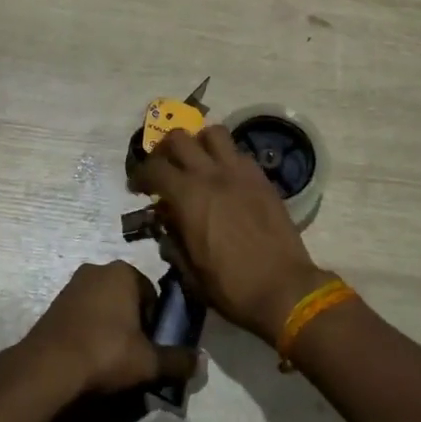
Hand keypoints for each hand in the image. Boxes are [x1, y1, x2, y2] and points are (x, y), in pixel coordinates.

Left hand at [18, 261, 199, 396]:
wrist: (48, 367)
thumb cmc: (106, 352)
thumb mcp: (149, 361)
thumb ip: (177, 360)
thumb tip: (201, 363)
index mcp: (124, 272)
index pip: (152, 295)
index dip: (155, 323)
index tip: (149, 347)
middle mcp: (97, 269)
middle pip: (126, 298)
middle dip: (132, 323)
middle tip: (131, 354)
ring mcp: (72, 285)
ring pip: (103, 306)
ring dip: (109, 327)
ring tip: (109, 359)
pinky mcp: (53, 303)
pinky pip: (82, 315)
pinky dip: (88, 331)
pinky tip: (88, 357)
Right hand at [134, 125, 336, 343]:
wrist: (283, 288)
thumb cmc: (231, 286)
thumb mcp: (189, 271)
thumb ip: (172, 240)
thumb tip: (165, 221)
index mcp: (188, 197)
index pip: (154, 168)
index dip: (139, 175)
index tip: (137, 187)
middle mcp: (212, 174)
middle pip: (179, 138)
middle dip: (164, 150)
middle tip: (163, 168)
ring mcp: (240, 172)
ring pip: (213, 133)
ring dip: (198, 143)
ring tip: (196, 162)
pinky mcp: (262, 178)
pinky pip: (239, 153)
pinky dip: (225, 158)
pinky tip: (225, 178)